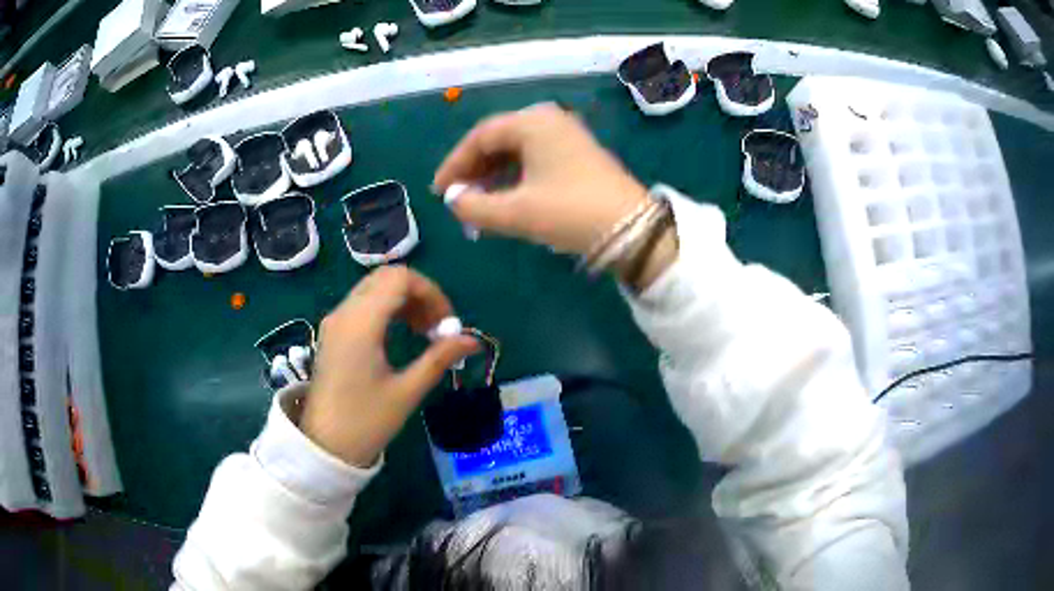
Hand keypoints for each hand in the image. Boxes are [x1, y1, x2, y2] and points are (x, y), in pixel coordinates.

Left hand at [301, 266, 477, 467]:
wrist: (325, 446)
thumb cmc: (365, 422)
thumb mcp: (407, 391)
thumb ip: (439, 359)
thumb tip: (472, 340)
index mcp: (361, 323)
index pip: (400, 279)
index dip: (431, 292)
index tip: (448, 323)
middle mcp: (344, 313)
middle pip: (387, 278)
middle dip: (419, 294)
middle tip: (438, 327)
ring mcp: (335, 321)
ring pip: (374, 288)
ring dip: (404, 301)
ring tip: (425, 333)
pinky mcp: (333, 332)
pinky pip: (363, 304)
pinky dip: (388, 309)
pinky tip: (402, 335)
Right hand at [433, 103, 676, 289]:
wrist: (633, 229)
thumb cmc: (570, 212)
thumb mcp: (517, 212)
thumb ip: (474, 206)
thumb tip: (453, 200)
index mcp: (532, 123)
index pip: (480, 137)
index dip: (455, 164)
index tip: (439, 191)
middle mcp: (548, 120)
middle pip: (498, 139)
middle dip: (474, 169)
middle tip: (457, 196)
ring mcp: (566, 135)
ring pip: (517, 149)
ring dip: (493, 174)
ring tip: (477, 201)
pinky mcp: (578, 153)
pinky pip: (535, 157)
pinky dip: (515, 176)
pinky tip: (507, 197)